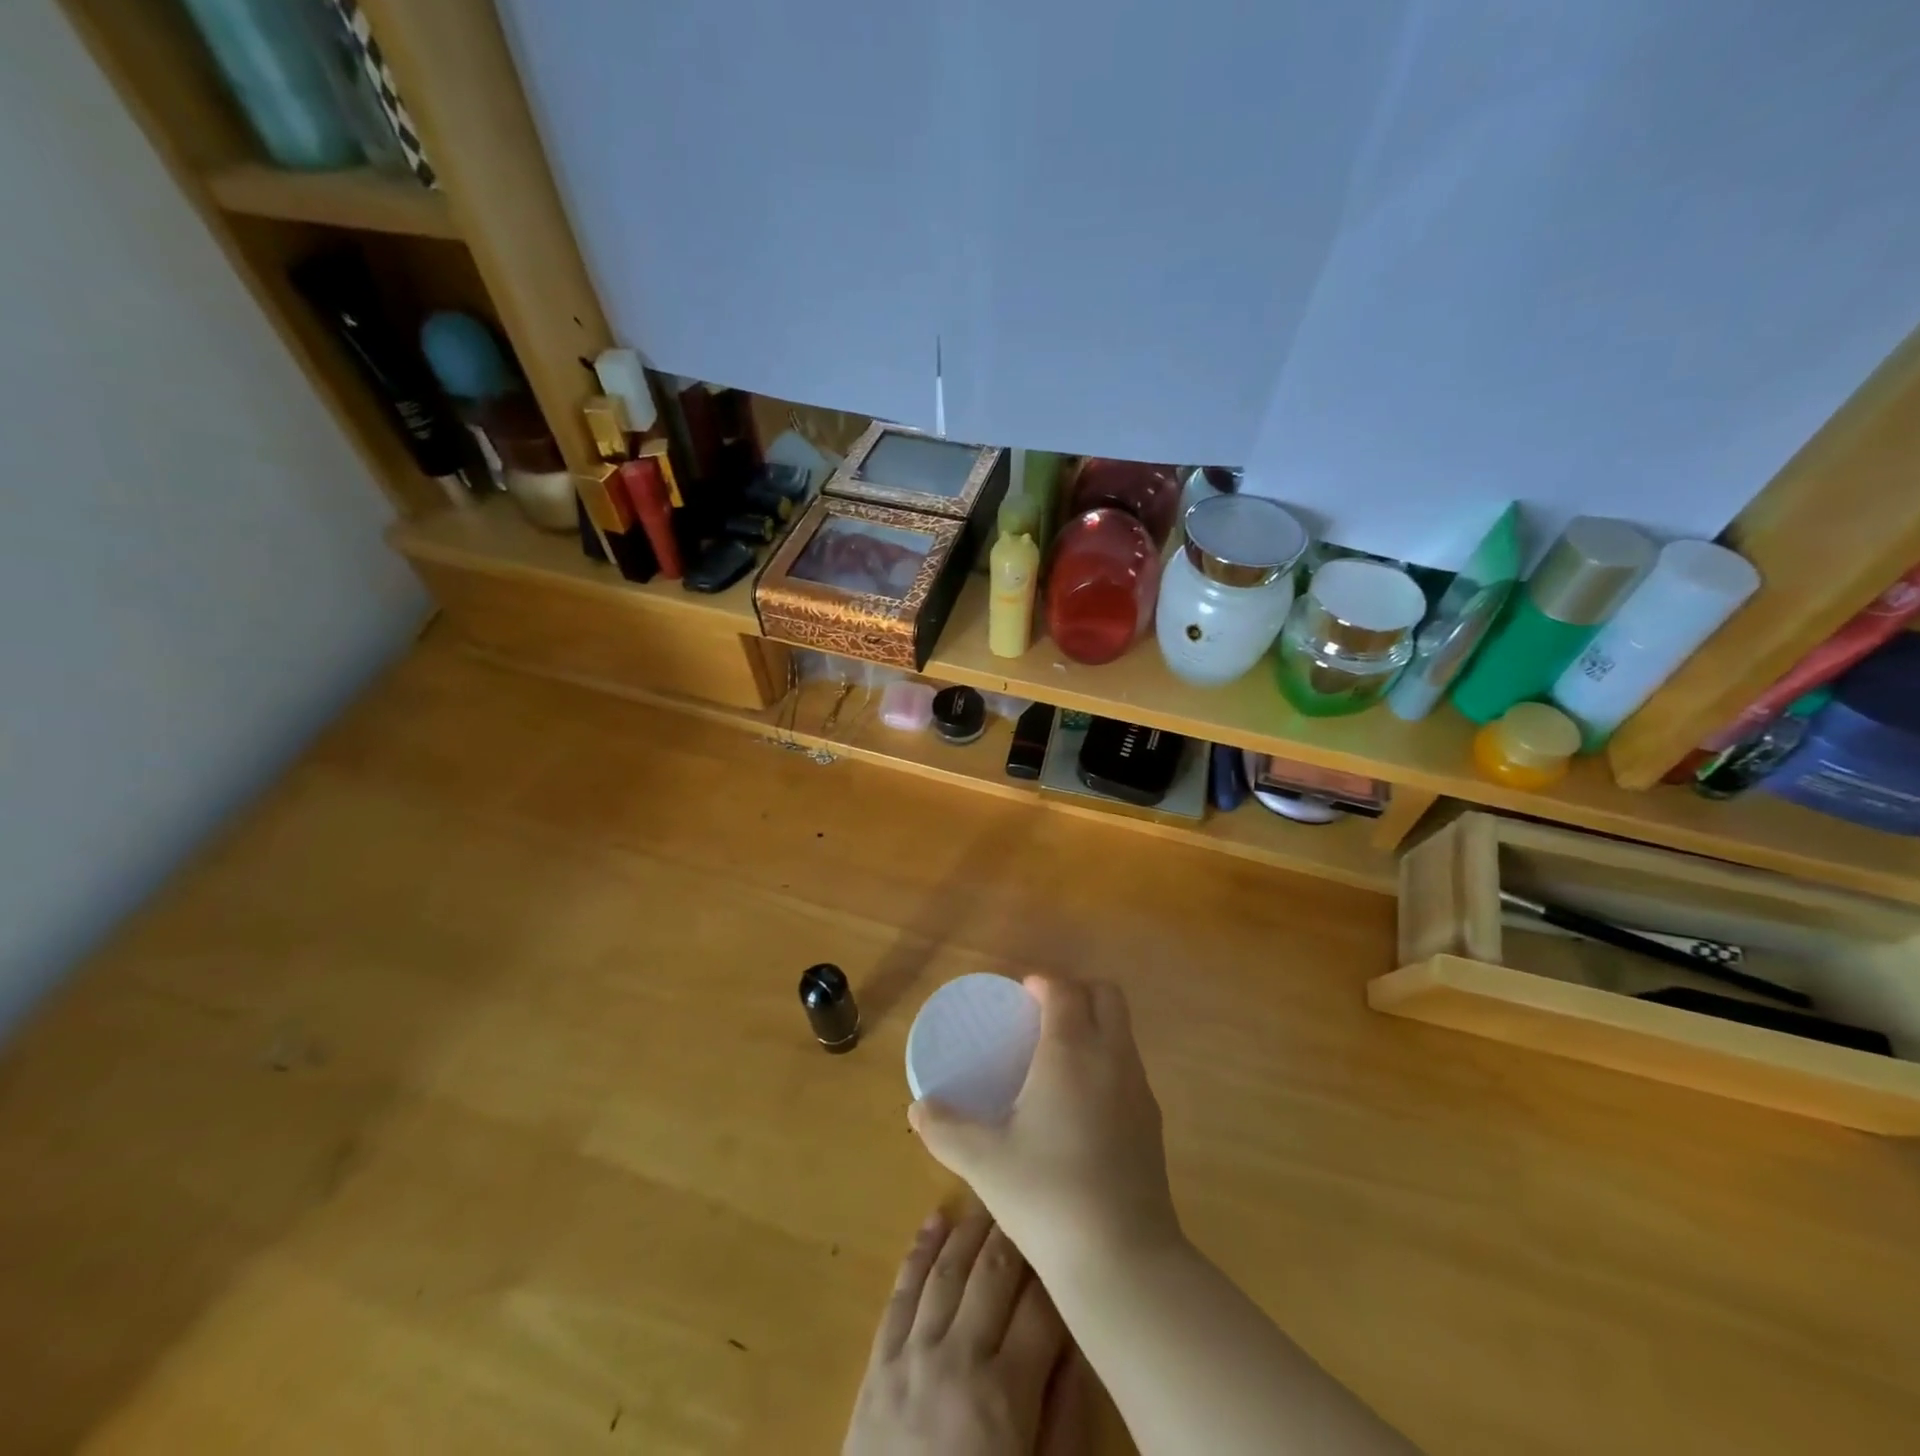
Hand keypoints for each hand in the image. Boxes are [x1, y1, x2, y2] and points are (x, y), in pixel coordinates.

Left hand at [843, 1204, 1070, 1455]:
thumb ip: (1064, 1418)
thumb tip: (1082, 1345)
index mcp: (1003, 1396)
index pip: (1041, 1307)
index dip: (1059, 1270)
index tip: (1073, 1240)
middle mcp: (956, 1358)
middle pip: (992, 1273)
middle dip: (1016, 1232)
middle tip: (1035, 1198)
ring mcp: (910, 1355)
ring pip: (946, 1269)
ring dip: (970, 1228)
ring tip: (992, 1197)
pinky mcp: (877, 1364)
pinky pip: (900, 1292)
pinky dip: (919, 1251)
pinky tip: (934, 1220)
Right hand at [909, 977, 1181, 1275]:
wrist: (1123, 1259)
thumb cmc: (1046, 1194)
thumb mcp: (983, 1162)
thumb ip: (945, 1129)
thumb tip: (916, 1109)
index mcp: (1071, 1051)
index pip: (1065, 990)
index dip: (1044, 983)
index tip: (1022, 993)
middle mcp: (1112, 1057)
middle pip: (1107, 996)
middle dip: (1078, 992)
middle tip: (1044, 1015)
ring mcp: (1140, 1089)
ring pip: (1123, 1031)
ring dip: (1096, 1025)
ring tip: (1059, 1056)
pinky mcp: (1154, 1122)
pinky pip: (1130, 1066)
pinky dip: (1107, 1060)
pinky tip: (1081, 1102)